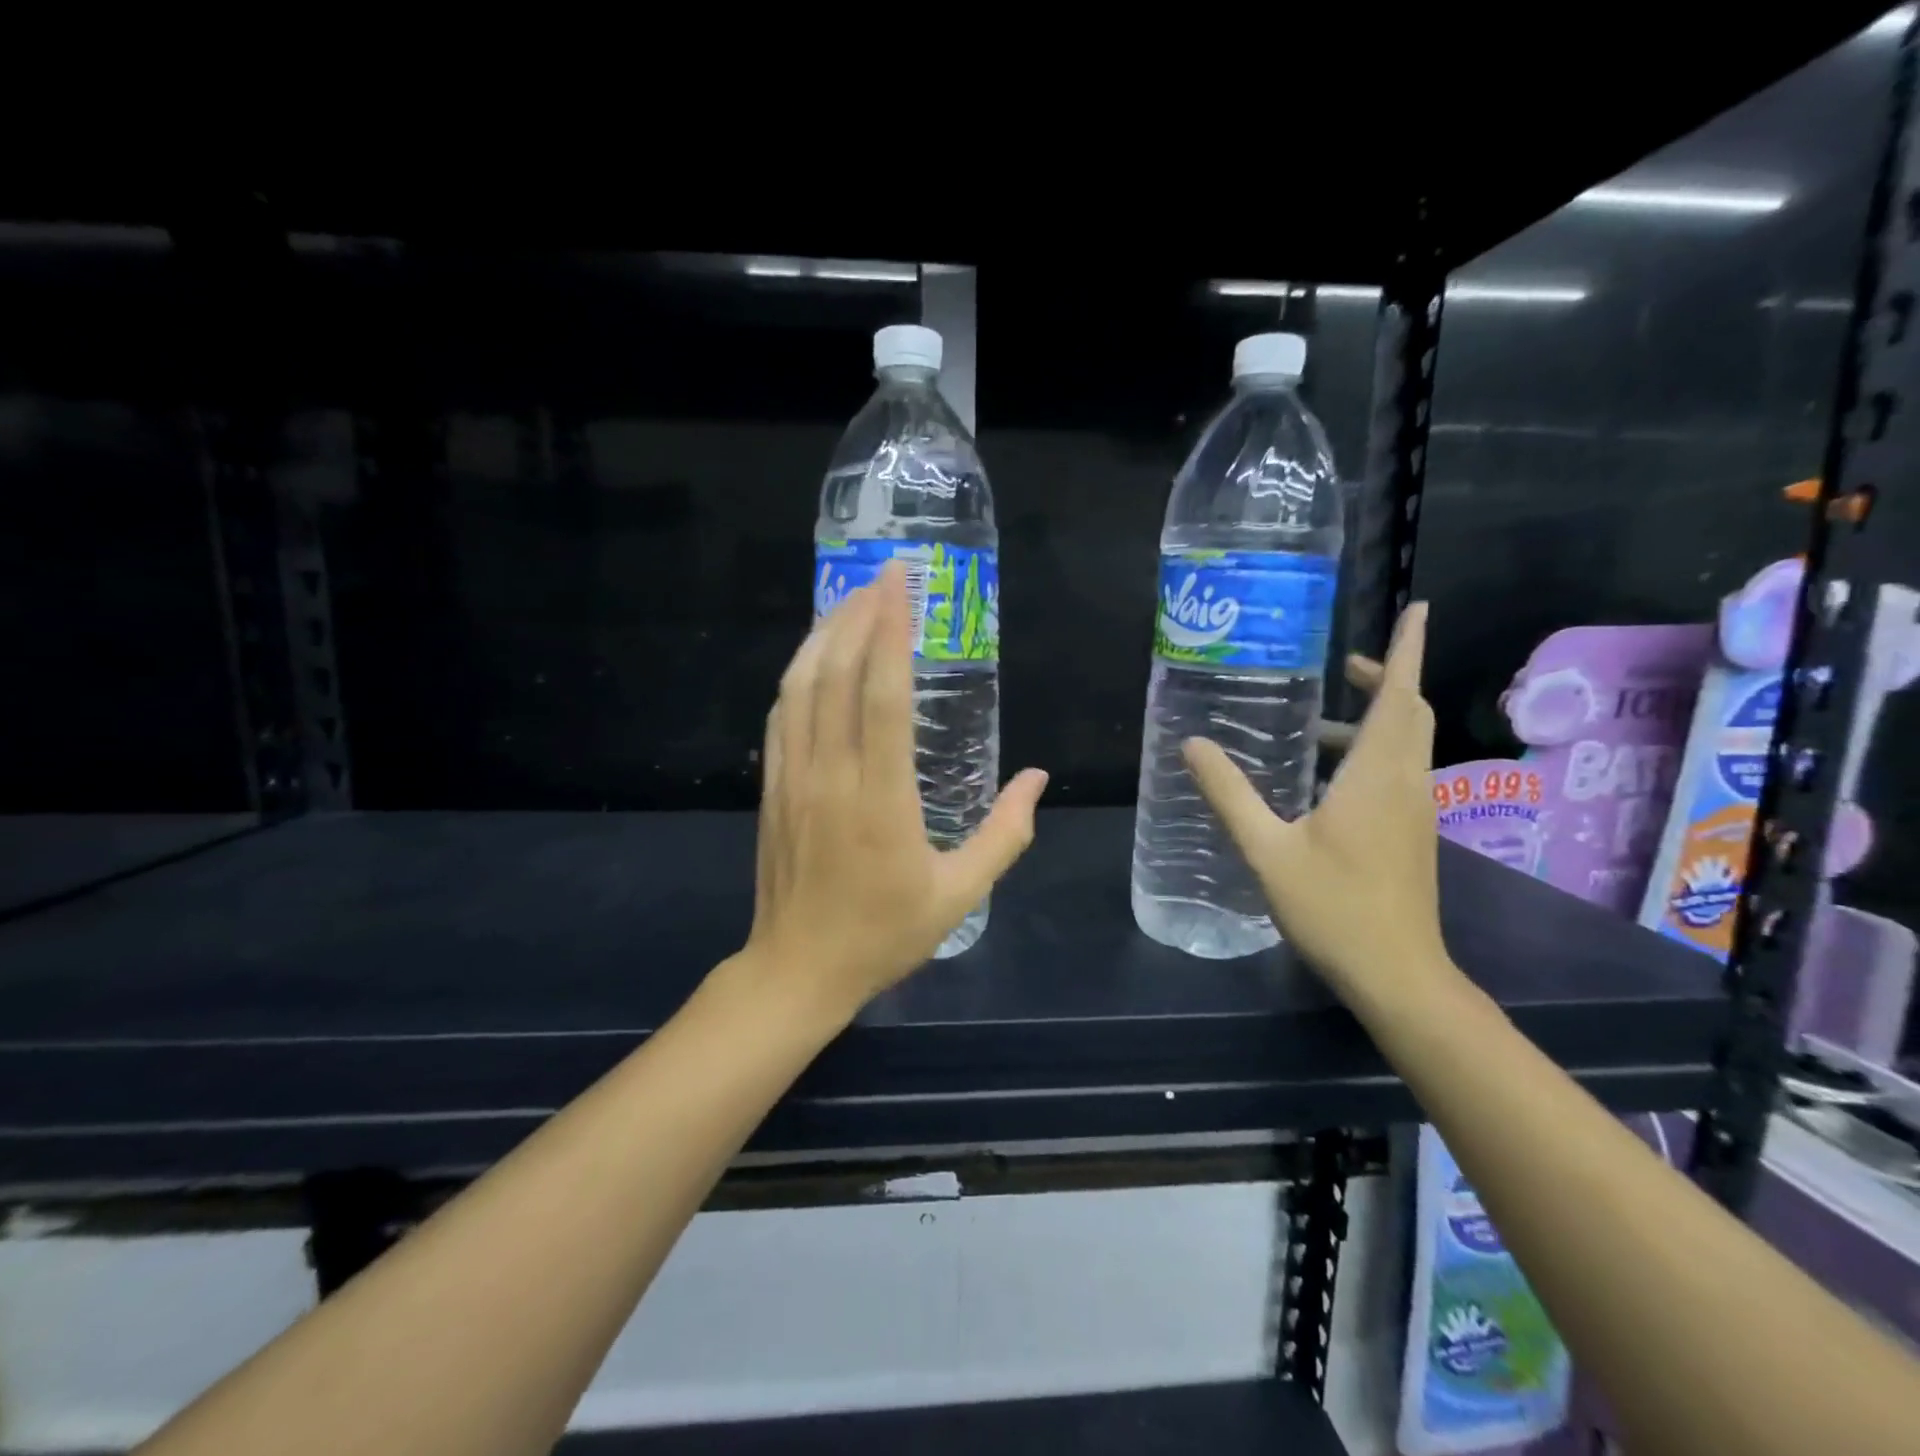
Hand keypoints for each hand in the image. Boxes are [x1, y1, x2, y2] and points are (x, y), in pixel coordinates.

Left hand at [745, 561, 1048, 1014]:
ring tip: (850, 600)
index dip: (890, 634)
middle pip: (836, 676)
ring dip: (824, 636)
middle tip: (882, 577)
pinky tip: (816, 656)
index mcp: (881, 800)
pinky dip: (798, 675)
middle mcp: (831, 777)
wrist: (798, 971)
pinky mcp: (773, 788)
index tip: (901, 586)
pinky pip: (782, 716)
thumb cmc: (884, 935)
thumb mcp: (959, 895)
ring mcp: (793, 779)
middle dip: (858, 617)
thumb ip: (1005, 836)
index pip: (881, 697)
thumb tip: (1038, 780)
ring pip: (800, 688)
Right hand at [1184, 603, 1453, 1007]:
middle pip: (1408, 711)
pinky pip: (1397, 770)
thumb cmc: (1333, 907)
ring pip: (1405, 742)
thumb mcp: (1267, 849)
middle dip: (1386, 677)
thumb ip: (1229, 794)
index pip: (1399, 695)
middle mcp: (1405, 782)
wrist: (1397, 973)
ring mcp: (1414, 809)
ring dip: (1373, 717)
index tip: (1418, 608)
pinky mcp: (1411, 833)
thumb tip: (1192, 744)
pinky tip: (1323, 776)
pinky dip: (1369, 751)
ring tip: (1315, 719)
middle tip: (1343, 662)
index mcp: (1376, 775)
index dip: (1408, 648)